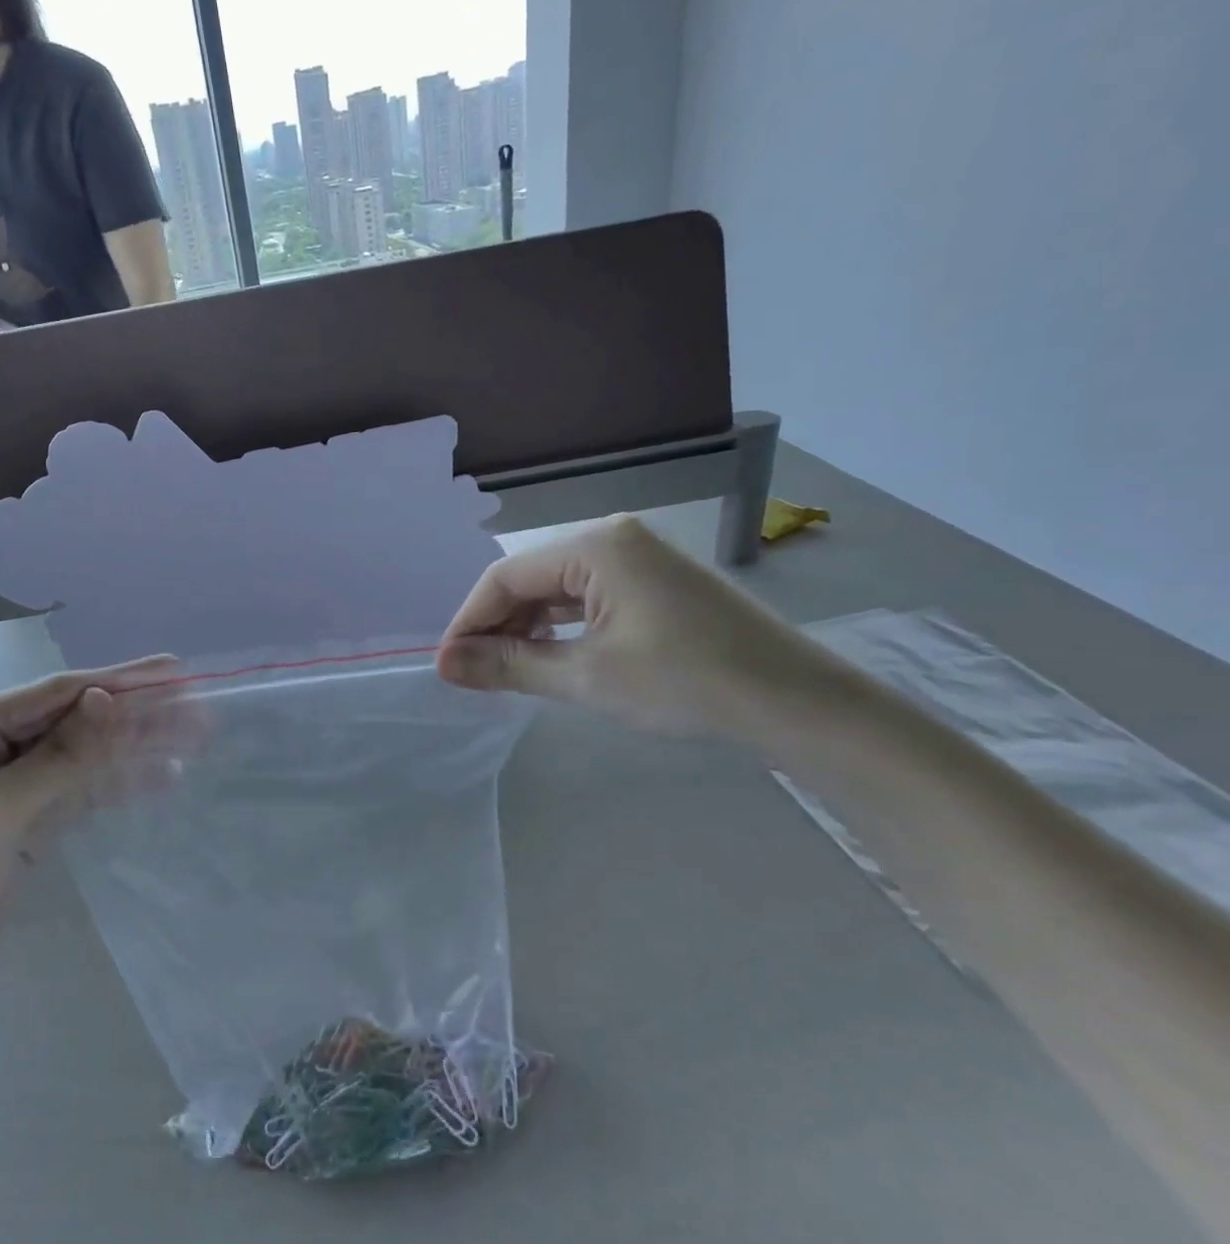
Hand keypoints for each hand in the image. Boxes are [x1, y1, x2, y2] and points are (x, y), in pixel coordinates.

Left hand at [0, 659, 180, 1052]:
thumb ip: (58, 757)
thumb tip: (111, 698)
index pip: (53, 694)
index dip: (118, 681)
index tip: (174, 671)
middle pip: (72, 722)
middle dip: (134, 715)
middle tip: (196, 708)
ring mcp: (3, 789)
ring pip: (80, 757)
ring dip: (133, 749)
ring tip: (192, 739)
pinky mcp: (20, 828)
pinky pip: (76, 793)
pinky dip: (115, 785)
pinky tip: (158, 777)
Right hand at [437, 515, 822, 739]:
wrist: (798, 704)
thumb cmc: (685, 683)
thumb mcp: (586, 677)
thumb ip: (508, 665)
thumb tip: (443, 664)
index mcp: (595, 546)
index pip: (506, 577)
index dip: (469, 621)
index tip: (447, 665)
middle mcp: (614, 539)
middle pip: (531, 580)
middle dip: (497, 626)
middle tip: (473, 674)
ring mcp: (640, 559)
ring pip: (559, 590)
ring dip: (528, 629)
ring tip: (505, 671)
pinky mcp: (658, 584)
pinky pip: (590, 598)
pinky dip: (562, 628)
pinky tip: (551, 657)